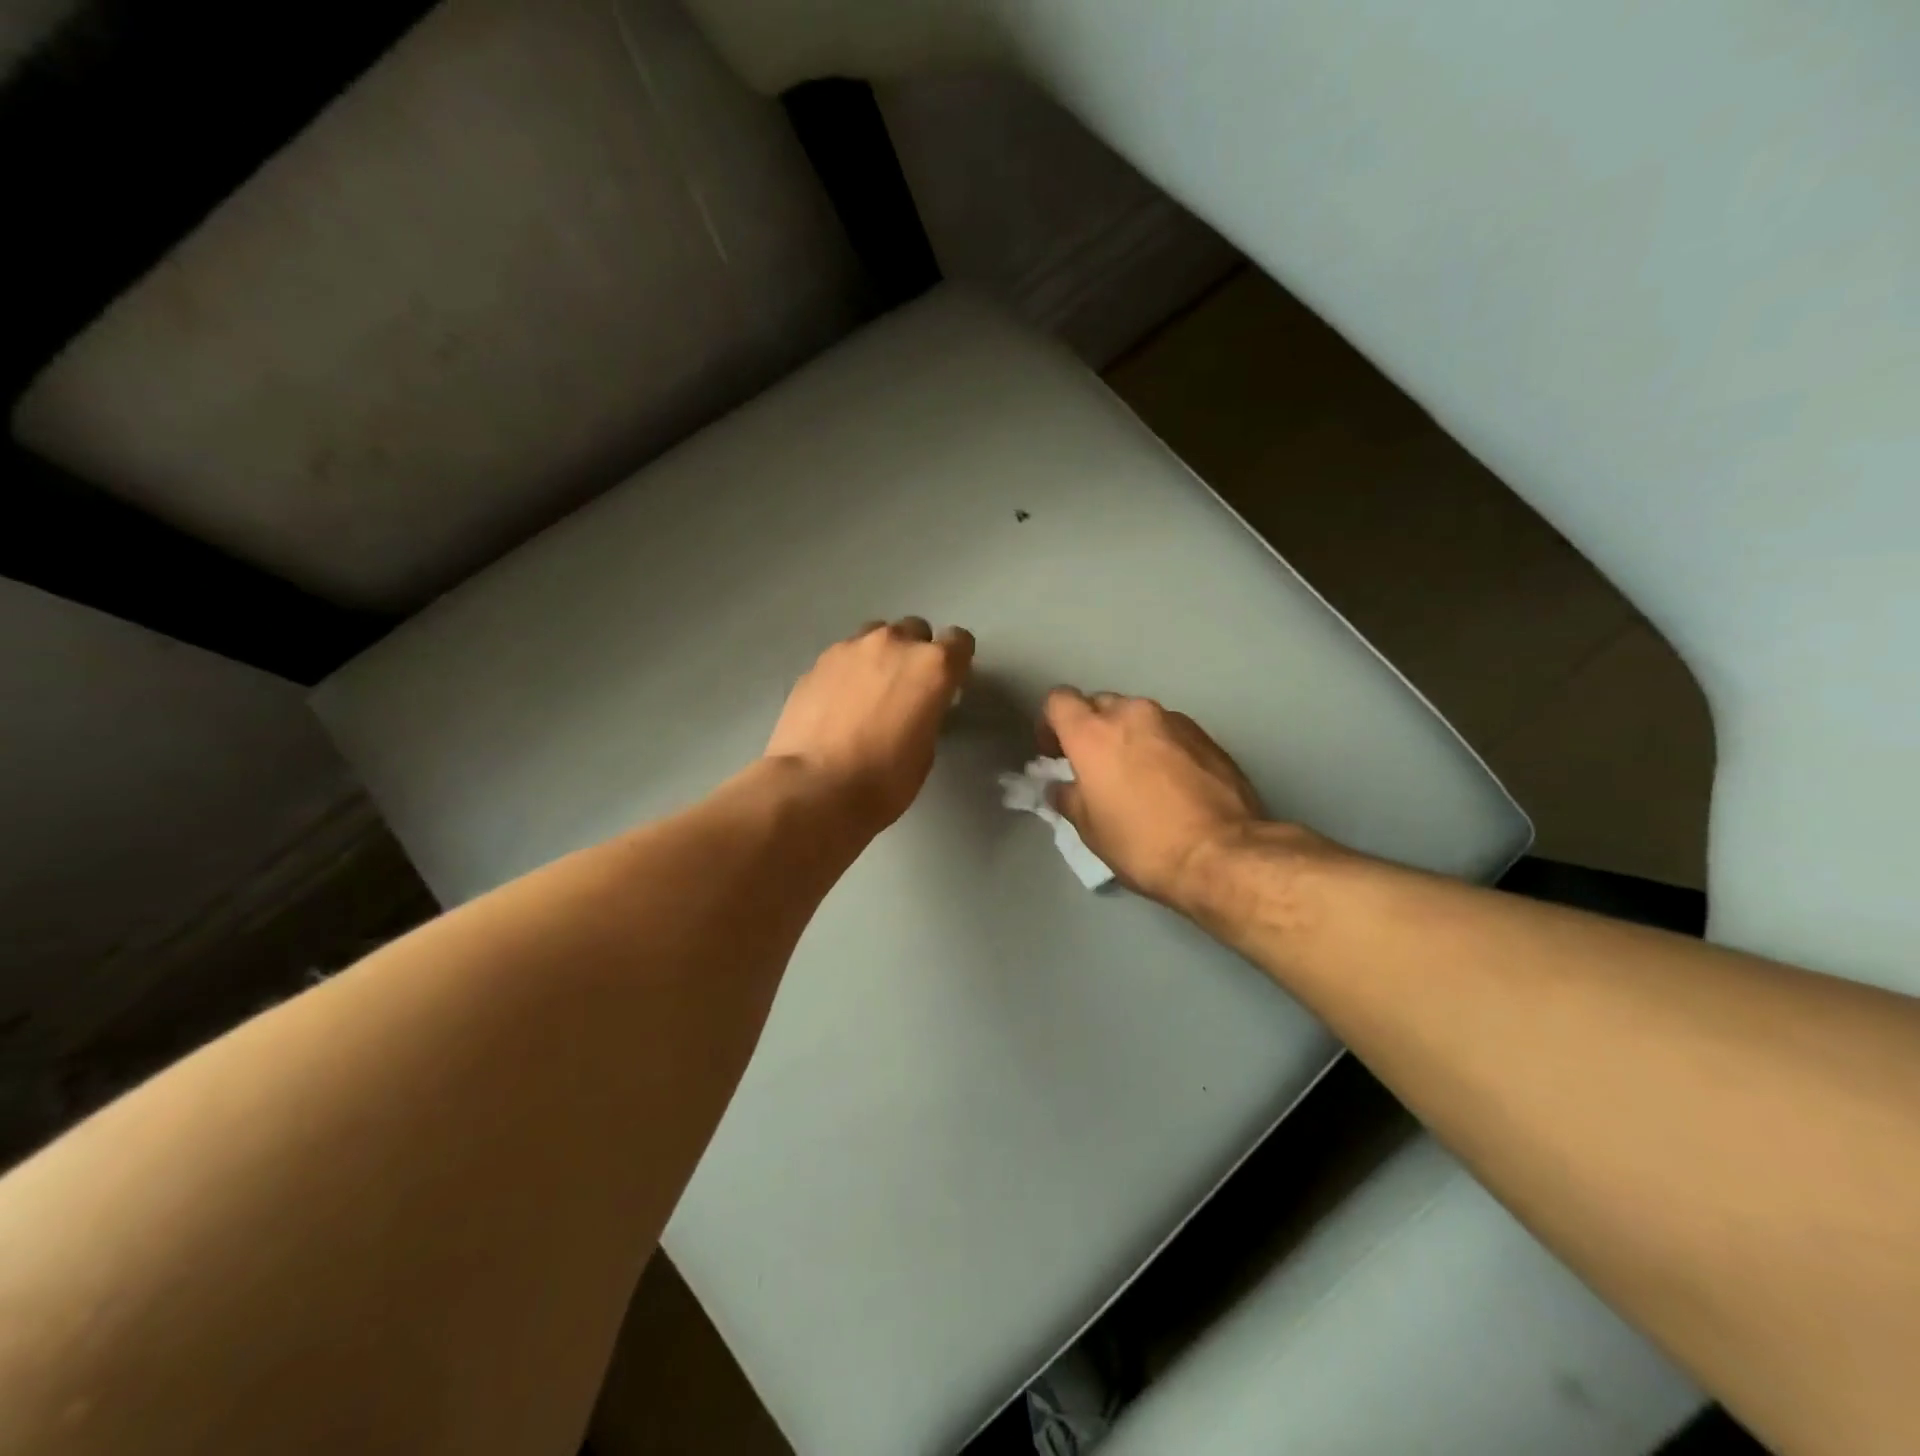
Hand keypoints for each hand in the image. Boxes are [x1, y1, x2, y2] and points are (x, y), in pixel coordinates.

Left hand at [767, 618, 974, 831]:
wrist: (813, 787)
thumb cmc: (883, 780)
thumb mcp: (925, 751)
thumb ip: (927, 713)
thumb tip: (915, 708)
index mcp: (932, 666)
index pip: (959, 641)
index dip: (956, 662)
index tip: (947, 685)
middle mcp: (894, 644)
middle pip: (915, 630)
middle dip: (915, 653)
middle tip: (906, 689)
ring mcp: (851, 648)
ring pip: (876, 635)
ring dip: (880, 655)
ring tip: (869, 691)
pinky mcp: (817, 661)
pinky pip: (844, 655)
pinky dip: (848, 671)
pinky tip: (839, 703)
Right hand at [1042, 688, 1266, 910]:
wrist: (1222, 854)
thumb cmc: (1142, 843)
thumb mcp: (1090, 829)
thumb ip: (1068, 797)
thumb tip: (1060, 787)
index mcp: (1093, 733)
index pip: (1058, 700)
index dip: (1050, 723)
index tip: (1055, 753)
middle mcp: (1132, 714)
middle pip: (1099, 704)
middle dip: (1091, 728)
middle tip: (1094, 766)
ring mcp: (1173, 720)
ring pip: (1137, 716)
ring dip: (1128, 736)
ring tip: (1136, 774)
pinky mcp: (1206, 735)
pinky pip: (1169, 730)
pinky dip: (1160, 746)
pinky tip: (1169, 781)